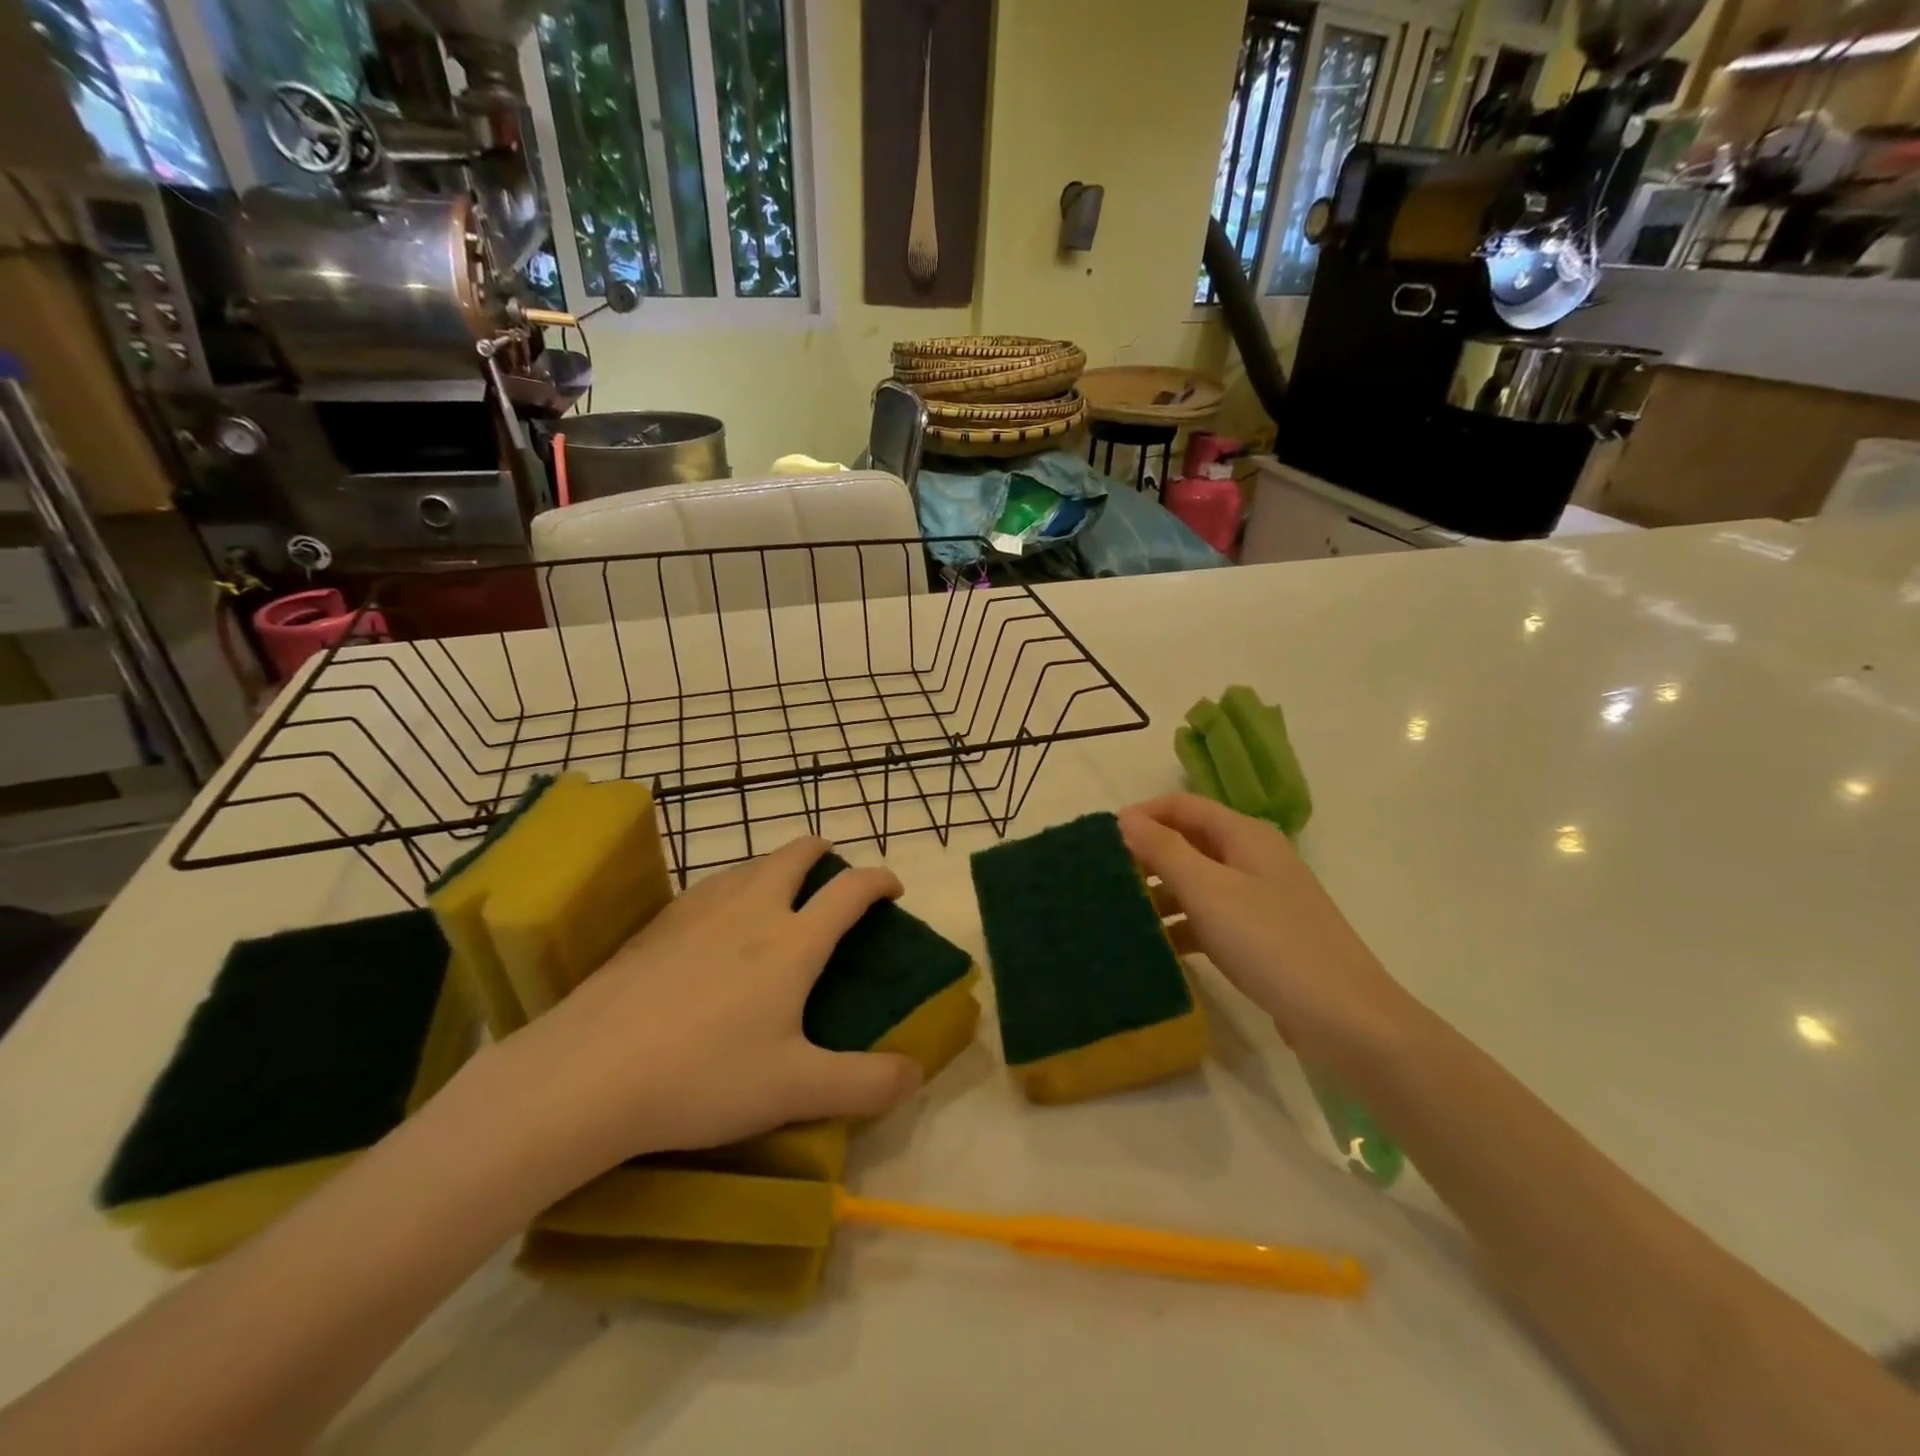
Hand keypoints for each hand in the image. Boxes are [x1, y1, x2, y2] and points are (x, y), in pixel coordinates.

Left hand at [471, 836, 921, 1198]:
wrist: (586, 1075)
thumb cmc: (703, 1078)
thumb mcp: (796, 1090)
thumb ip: (865, 1084)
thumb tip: (915, 1072)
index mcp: (792, 942)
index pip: (850, 890)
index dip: (879, 880)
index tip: (892, 888)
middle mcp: (750, 911)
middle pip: (794, 855)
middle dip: (820, 851)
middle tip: (832, 868)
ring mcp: (697, 912)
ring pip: (748, 866)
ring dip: (774, 866)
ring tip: (778, 891)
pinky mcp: (654, 926)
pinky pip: (709, 889)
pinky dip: (732, 888)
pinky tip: (716, 922)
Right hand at [1118, 794, 1407, 1055]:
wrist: (1346, 1019)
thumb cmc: (1271, 942)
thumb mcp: (1209, 891)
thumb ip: (1164, 850)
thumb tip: (1125, 817)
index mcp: (1244, 835)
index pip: (1182, 806)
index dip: (1142, 816)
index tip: (1101, 842)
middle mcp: (1253, 858)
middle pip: (1189, 842)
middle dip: (1147, 856)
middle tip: (1104, 880)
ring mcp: (1259, 899)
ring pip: (1197, 882)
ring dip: (1160, 893)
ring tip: (1120, 915)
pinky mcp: (1260, 936)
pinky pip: (1210, 918)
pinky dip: (1181, 925)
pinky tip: (1156, 947)